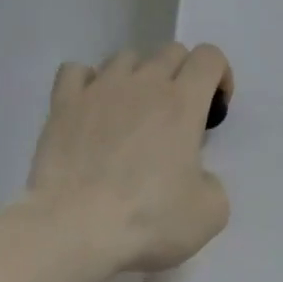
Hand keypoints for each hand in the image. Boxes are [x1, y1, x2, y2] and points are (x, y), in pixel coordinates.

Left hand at [28, 43, 234, 272]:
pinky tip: (95, 110)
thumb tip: (195, 175)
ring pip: (125, 58)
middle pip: (170, 52)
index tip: (215, 110)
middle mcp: (142, 84)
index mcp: (182, 104)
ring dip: (140, 79)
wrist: (75, 229)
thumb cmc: (149, 221)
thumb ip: (212, 183)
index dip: (220, 76)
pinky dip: (92, 83)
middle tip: (179, 119)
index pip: (209, 57)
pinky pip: (78, 71)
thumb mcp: (211, 213)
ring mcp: (98, 90)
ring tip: (136, 116)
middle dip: (183, 77)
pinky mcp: (62, 105)